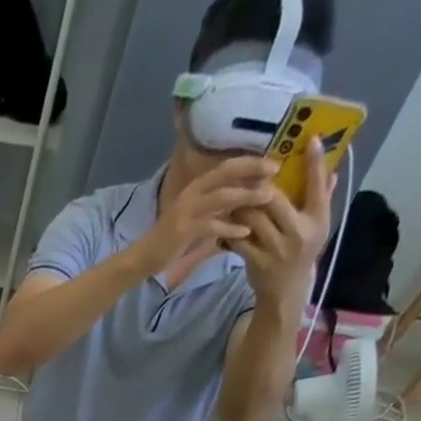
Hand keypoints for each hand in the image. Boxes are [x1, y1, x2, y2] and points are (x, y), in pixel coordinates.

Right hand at [133, 157, 277, 280]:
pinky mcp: (183, 230)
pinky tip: (245, 232)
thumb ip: (218, 208)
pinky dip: (230, 228)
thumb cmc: (172, 239)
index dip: (250, 162)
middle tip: (276, 173)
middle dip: (252, 171)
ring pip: (222, 197)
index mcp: (196, 187)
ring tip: (268, 198)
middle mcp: (192, 193)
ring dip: (247, 196)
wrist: (144, 257)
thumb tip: (244, 200)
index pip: (227, 166)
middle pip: (226, 174)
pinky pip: (212, 225)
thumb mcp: (198, 217)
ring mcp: (186, 211)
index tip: (273, 164)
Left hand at [231, 134, 332, 307]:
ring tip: (232, 198)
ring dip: (241, 206)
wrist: (285, 291)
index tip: (310, 140)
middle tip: (247, 175)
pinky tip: (223, 226)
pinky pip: (239, 241)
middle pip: (275, 200)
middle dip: (259, 186)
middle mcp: (298, 232)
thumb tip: (331, 169)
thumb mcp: (318, 226)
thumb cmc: (302, 253)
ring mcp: (276, 248)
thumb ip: (322, 198)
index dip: (315, 162)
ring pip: (254, 218)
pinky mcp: (256, 261)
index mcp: (318, 220)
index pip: (317, 185)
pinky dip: (230, 232)